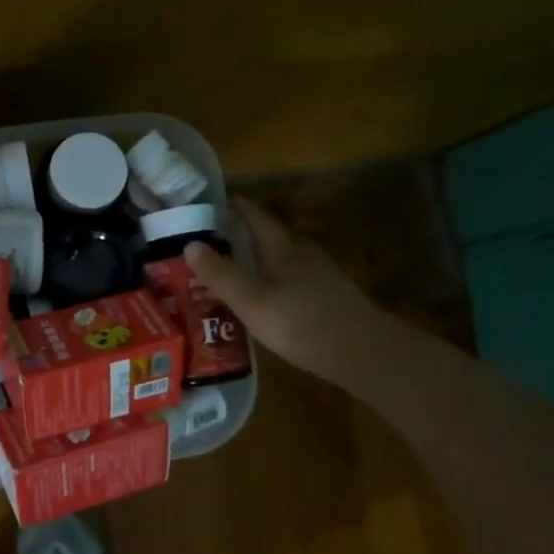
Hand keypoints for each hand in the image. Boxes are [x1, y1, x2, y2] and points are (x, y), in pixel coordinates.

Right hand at [183, 199, 384, 377]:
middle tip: (225, 241)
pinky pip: (300, 285)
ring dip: (268, 263)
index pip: (259, 221)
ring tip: (245, 274)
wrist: (364, 353)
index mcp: (284, 252)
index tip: (224, 200)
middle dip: (253, 237)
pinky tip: (274, 303)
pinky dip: (282, 286)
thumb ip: (221, 274)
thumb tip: (189, 244)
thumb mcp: (251, 301)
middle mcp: (305, 258)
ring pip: (290, 263)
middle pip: (277, 240)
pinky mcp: (334, 302)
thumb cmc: (301, 323)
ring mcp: (324, 280)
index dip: (242, 209)